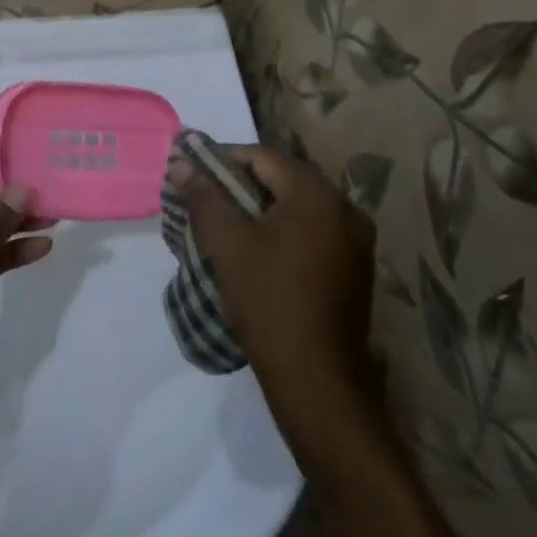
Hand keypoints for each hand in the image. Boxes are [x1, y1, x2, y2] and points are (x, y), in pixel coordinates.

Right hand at [174, 147, 376, 390]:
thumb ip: (204, 197)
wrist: (317, 379)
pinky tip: (256, 249)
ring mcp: (355, 241)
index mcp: (317, 195)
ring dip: (260, 209)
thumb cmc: (269, 301)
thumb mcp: (228, 245)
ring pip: (297, 207)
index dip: (223, 159)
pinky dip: (282, 230)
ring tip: (223, 224)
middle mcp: (345, 209)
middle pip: (283, 179)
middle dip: (240, 184)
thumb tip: (180, 163)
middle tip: (204, 198)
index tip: (192, 172)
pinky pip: (312, 232)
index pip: (263, 157)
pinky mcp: (354, 268)